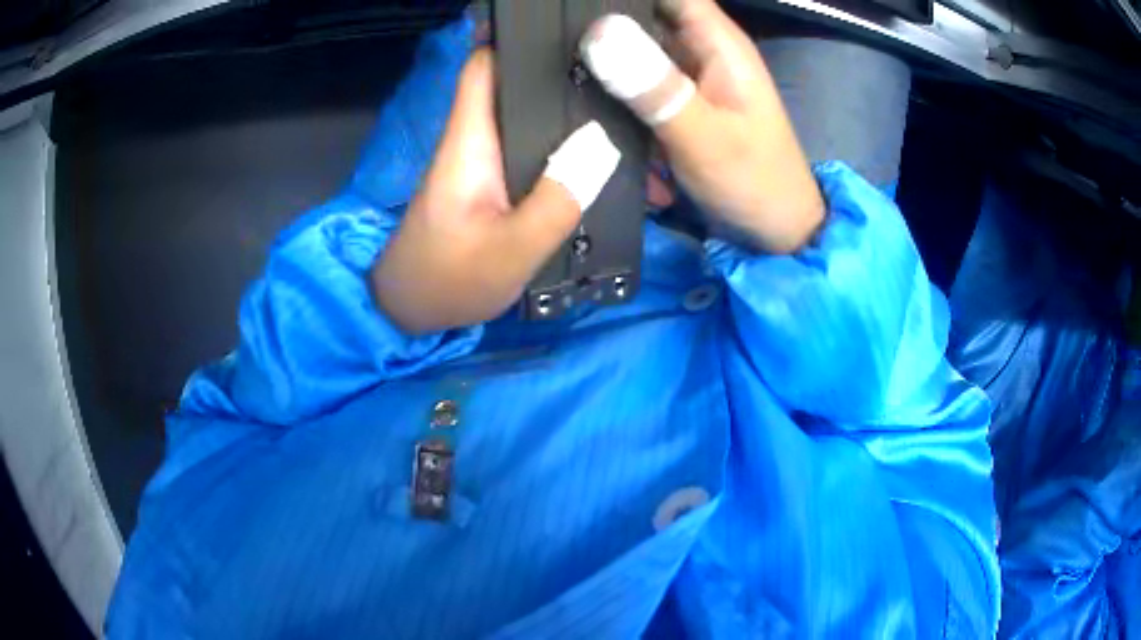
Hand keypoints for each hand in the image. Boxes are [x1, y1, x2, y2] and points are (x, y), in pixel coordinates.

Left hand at [372, 49, 619, 335]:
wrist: (413, 310)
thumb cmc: (449, 280)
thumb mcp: (512, 250)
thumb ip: (557, 199)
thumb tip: (603, 143)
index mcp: (470, 140)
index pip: (485, 66)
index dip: (516, 38)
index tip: (566, 30)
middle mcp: (478, 138)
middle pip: (522, 86)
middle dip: (570, 77)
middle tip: (627, 79)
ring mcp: (488, 159)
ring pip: (537, 119)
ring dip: (579, 117)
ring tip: (633, 118)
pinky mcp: (497, 181)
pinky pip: (540, 151)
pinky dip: (572, 150)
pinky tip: (611, 161)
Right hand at [581, 0, 824, 252]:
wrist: (775, 234)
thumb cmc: (754, 182)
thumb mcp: (702, 135)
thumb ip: (653, 87)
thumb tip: (598, 33)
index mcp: (717, 42)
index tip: (575, 10)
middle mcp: (701, 50)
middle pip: (641, 20)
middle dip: (605, 40)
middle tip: (563, 62)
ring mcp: (689, 79)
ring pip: (634, 57)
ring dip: (610, 81)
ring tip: (583, 103)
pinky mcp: (680, 105)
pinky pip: (640, 92)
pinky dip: (624, 111)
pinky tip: (615, 135)